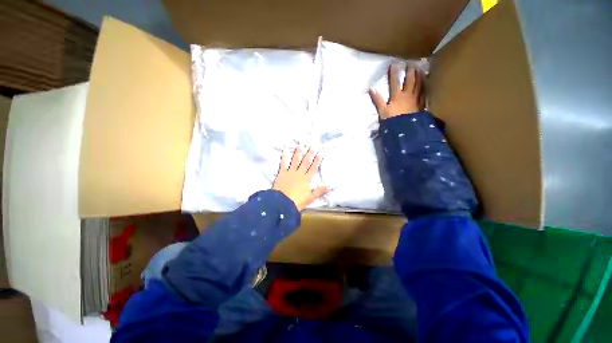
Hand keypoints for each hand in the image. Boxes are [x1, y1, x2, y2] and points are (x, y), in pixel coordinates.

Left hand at [273, 147, 328, 210]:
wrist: (283, 203)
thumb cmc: (298, 201)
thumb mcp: (311, 197)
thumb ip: (321, 190)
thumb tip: (332, 184)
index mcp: (307, 179)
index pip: (313, 167)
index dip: (317, 160)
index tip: (320, 152)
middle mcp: (299, 173)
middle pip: (306, 162)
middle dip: (310, 153)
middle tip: (313, 145)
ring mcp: (290, 172)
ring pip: (295, 160)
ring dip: (298, 152)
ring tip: (301, 145)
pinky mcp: (282, 173)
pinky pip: (283, 163)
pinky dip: (284, 157)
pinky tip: (285, 151)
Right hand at [369, 64, 424, 119]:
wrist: (405, 129)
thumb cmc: (392, 120)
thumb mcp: (382, 111)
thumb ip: (377, 100)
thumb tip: (371, 89)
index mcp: (397, 96)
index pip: (395, 82)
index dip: (394, 73)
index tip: (394, 63)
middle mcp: (407, 95)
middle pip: (409, 80)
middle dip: (410, 71)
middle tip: (411, 62)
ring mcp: (415, 99)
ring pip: (418, 84)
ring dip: (419, 76)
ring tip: (420, 68)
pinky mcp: (421, 104)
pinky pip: (424, 92)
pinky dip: (425, 86)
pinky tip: (426, 83)